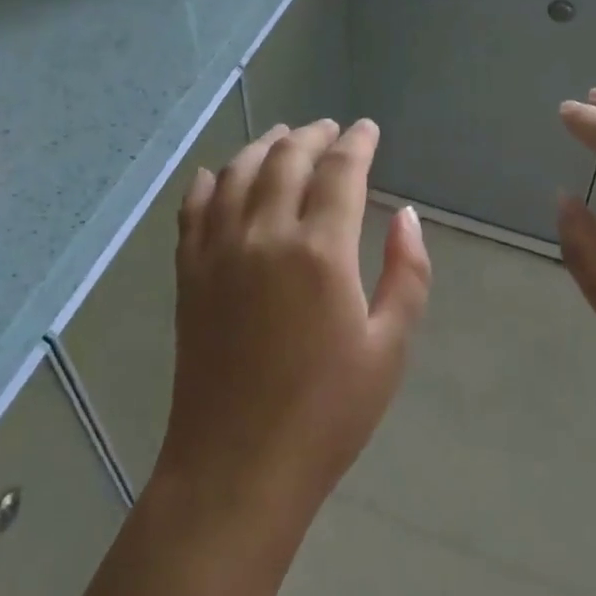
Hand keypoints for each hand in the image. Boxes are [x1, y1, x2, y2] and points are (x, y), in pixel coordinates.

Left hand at [155, 120, 431, 527]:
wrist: (237, 466)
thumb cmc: (326, 414)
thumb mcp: (388, 348)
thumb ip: (406, 274)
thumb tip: (407, 216)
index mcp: (321, 251)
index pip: (341, 171)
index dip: (357, 142)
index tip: (368, 129)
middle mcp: (265, 235)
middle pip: (287, 159)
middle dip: (312, 135)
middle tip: (330, 129)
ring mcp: (219, 250)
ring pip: (237, 172)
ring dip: (263, 146)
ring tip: (282, 137)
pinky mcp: (188, 272)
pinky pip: (194, 208)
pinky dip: (208, 181)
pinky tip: (216, 173)